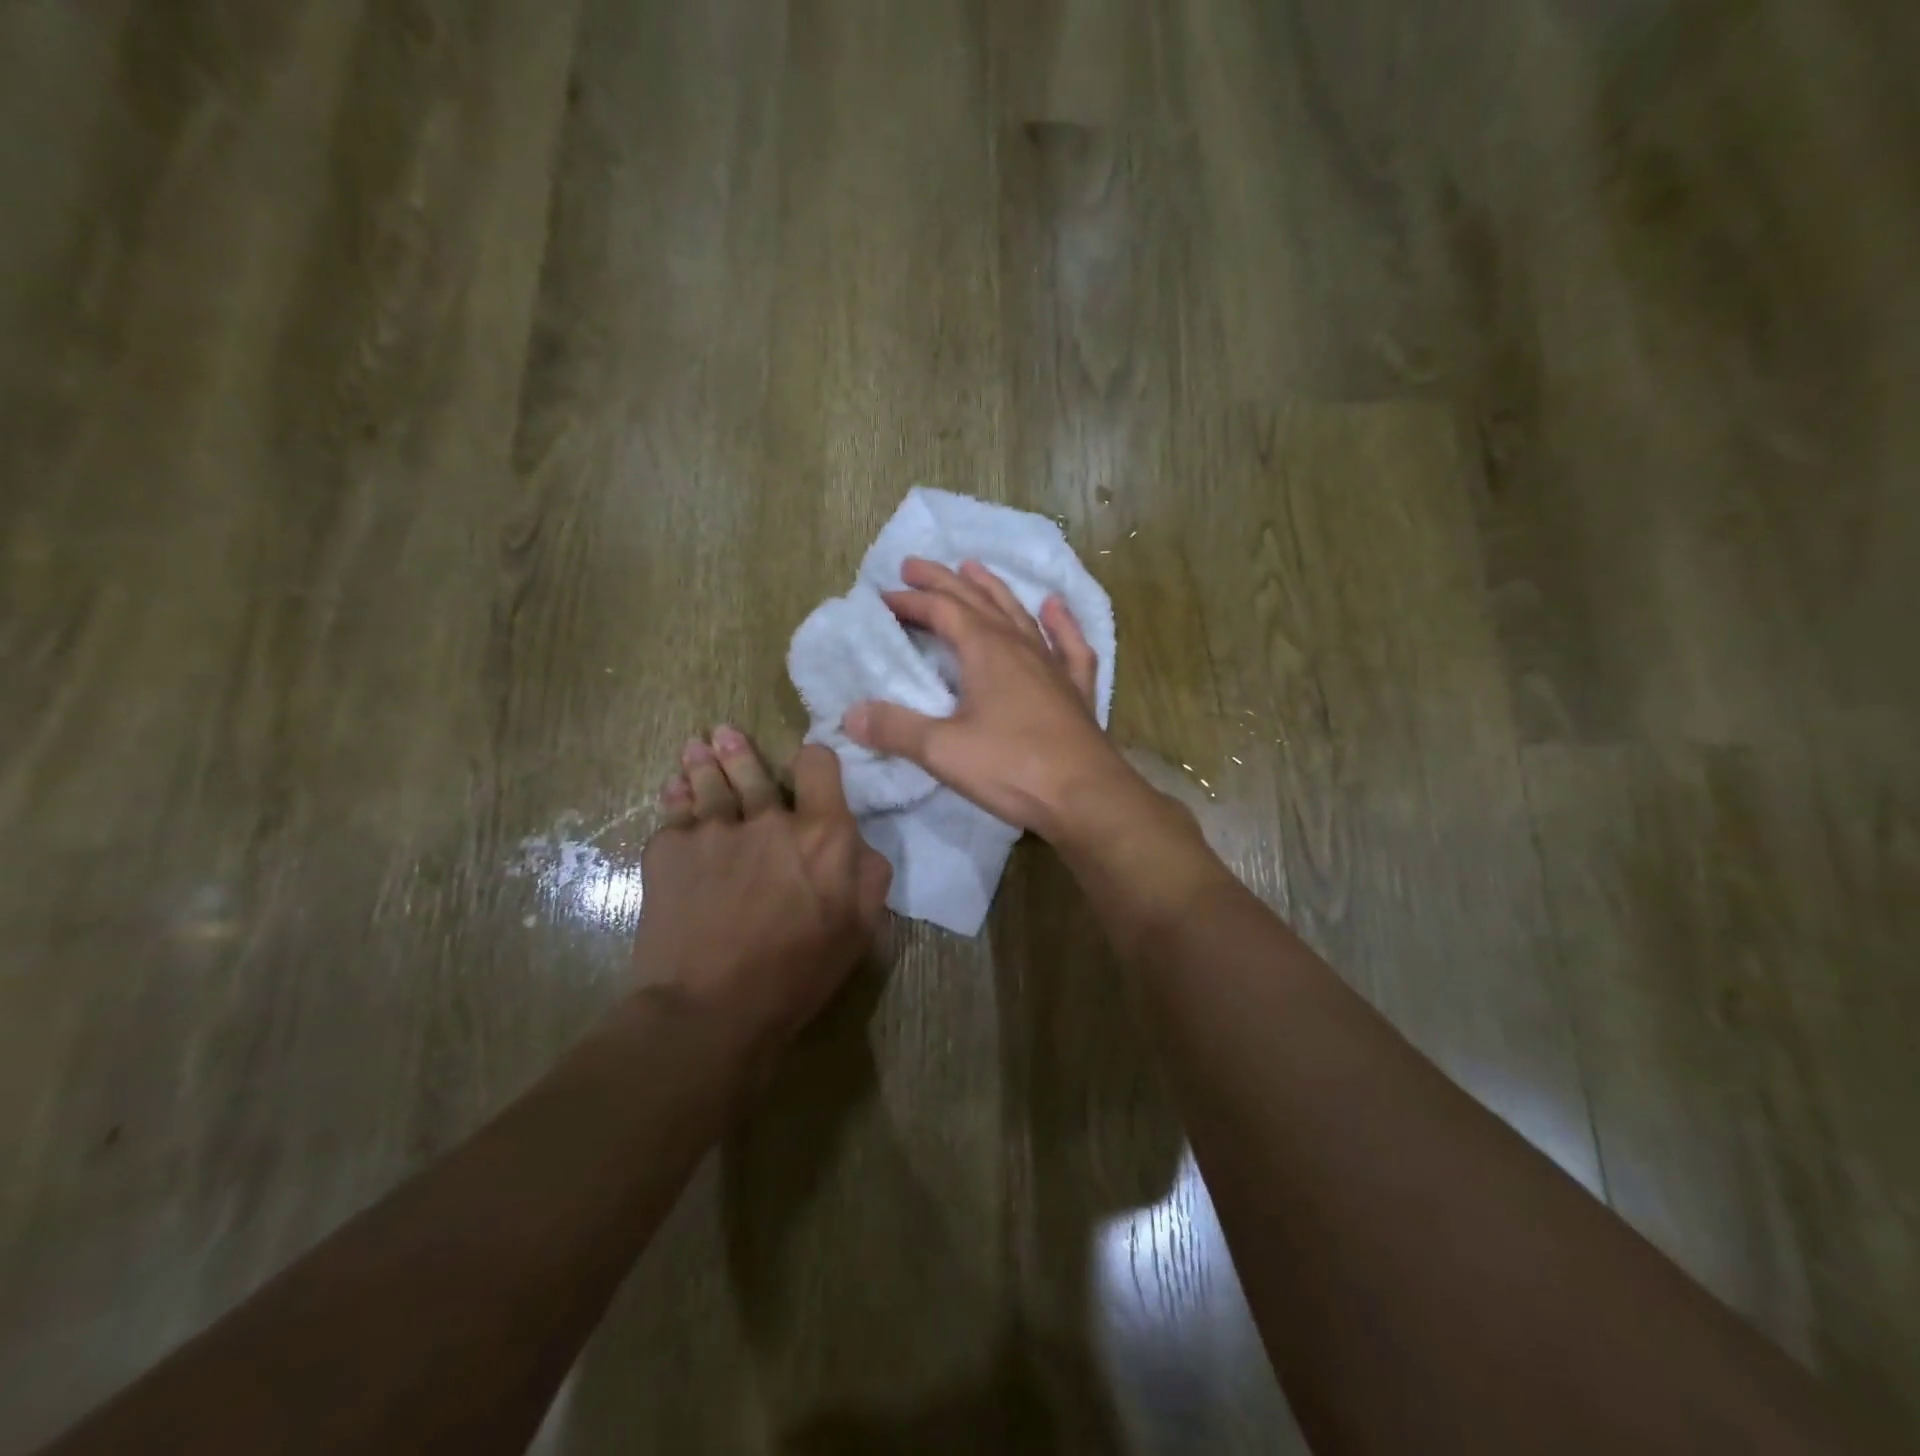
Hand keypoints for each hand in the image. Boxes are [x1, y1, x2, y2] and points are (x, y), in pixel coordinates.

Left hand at [632, 728, 891, 1052]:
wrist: (710, 1008)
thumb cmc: (796, 974)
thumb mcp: (858, 931)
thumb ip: (868, 877)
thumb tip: (858, 843)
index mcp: (822, 834)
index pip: (819, 766)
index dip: (814, 759)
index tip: (806, 764)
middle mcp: (768, 817)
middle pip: (754, 767)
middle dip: (740, 750)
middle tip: (726, 735)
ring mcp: (714, 828)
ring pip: (708, 781)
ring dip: (703, 762)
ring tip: (696, 748)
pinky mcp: (669, 849)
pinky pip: (673, 812)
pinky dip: (674, 798)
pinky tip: (672, 790)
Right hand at [842, 557, 1137, 838]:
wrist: (1086, 797)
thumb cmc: (1012, 768)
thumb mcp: (942, 750)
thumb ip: (895, 729)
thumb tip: (851, 714)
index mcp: (987, 650)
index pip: (942, 611)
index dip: (912, 601)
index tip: (883, 597)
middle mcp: (1020, 646)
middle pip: (977, 601)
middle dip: (943, 581)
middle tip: (915, 565)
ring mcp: (1053, 665)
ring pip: (1019, 614)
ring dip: (993, 589)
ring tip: (974, 568)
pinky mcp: (1076, 690)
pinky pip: (1069, 645)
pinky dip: (1060, 622)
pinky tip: (1055, 607)